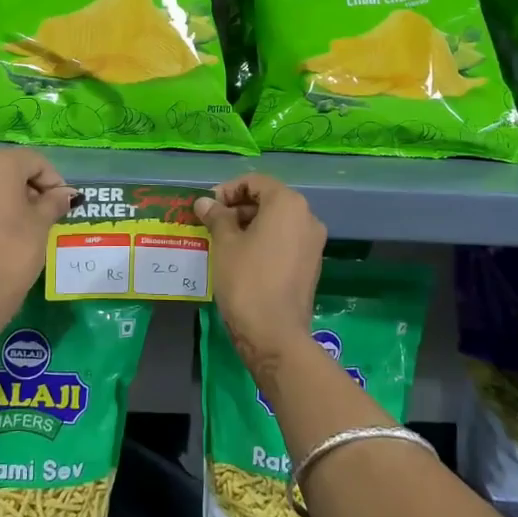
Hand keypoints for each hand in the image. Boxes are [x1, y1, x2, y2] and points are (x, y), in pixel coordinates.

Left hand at [0, 148, 75, 313]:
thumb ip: (54, 201)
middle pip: (11, 170)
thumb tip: (68, 195)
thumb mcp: (41, 223)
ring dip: (12, 199)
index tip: (64, 205)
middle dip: (32, 189)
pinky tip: (4, 234)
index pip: (35, 162)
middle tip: (48, 215)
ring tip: (27, 226)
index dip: (55, 182)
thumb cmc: (14, 249)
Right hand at [194, 175, 325, 379]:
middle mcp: (307, 217)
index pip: (255, 182)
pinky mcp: (311, 264)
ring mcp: (313, 242)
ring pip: (277, 221)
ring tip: (223, 240)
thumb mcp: (225, 243)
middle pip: (269, 199)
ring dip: (250, 224)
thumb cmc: (247, 280)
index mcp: (288, 204)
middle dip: (238, 207)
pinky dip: (264, 240)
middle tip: (212, 223)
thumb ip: (217, 216)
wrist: (275, 334)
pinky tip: (242, 257)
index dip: (228, 190)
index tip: (208, 207)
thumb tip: (204, 202)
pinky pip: (285, 240)